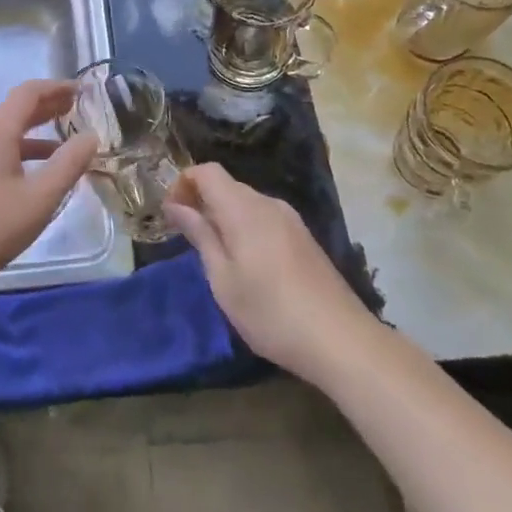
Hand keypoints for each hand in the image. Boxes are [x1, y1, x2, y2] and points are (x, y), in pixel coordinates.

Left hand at [0, 80, 99, 291]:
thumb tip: (90, 137)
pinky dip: (20, 150)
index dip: (57, 87)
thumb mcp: (40, 198)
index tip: (82, 90)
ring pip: (5, 131)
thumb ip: (68, 165)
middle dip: (48, 107)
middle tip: (77, 110)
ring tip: (64, 142)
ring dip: (35, 131)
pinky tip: (34, 172)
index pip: (29, 93)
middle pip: (16, 109)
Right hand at [165, 162, 373, 380]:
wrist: (340, 340)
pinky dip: (246, 228)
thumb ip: (200, 235)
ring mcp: (291, 220)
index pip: (207, 171)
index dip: (183, 183)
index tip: (171, 214)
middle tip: (187, 239)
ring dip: (224, 217)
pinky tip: (248, 265)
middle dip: (202, 202)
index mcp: (244, 208)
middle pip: (227, 186)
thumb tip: (175, 205)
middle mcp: (269, 204)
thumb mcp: (223, 279)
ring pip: (247, 203)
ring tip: (215, 256)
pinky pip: (265, 218)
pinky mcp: (304, 238)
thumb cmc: (270, 312)